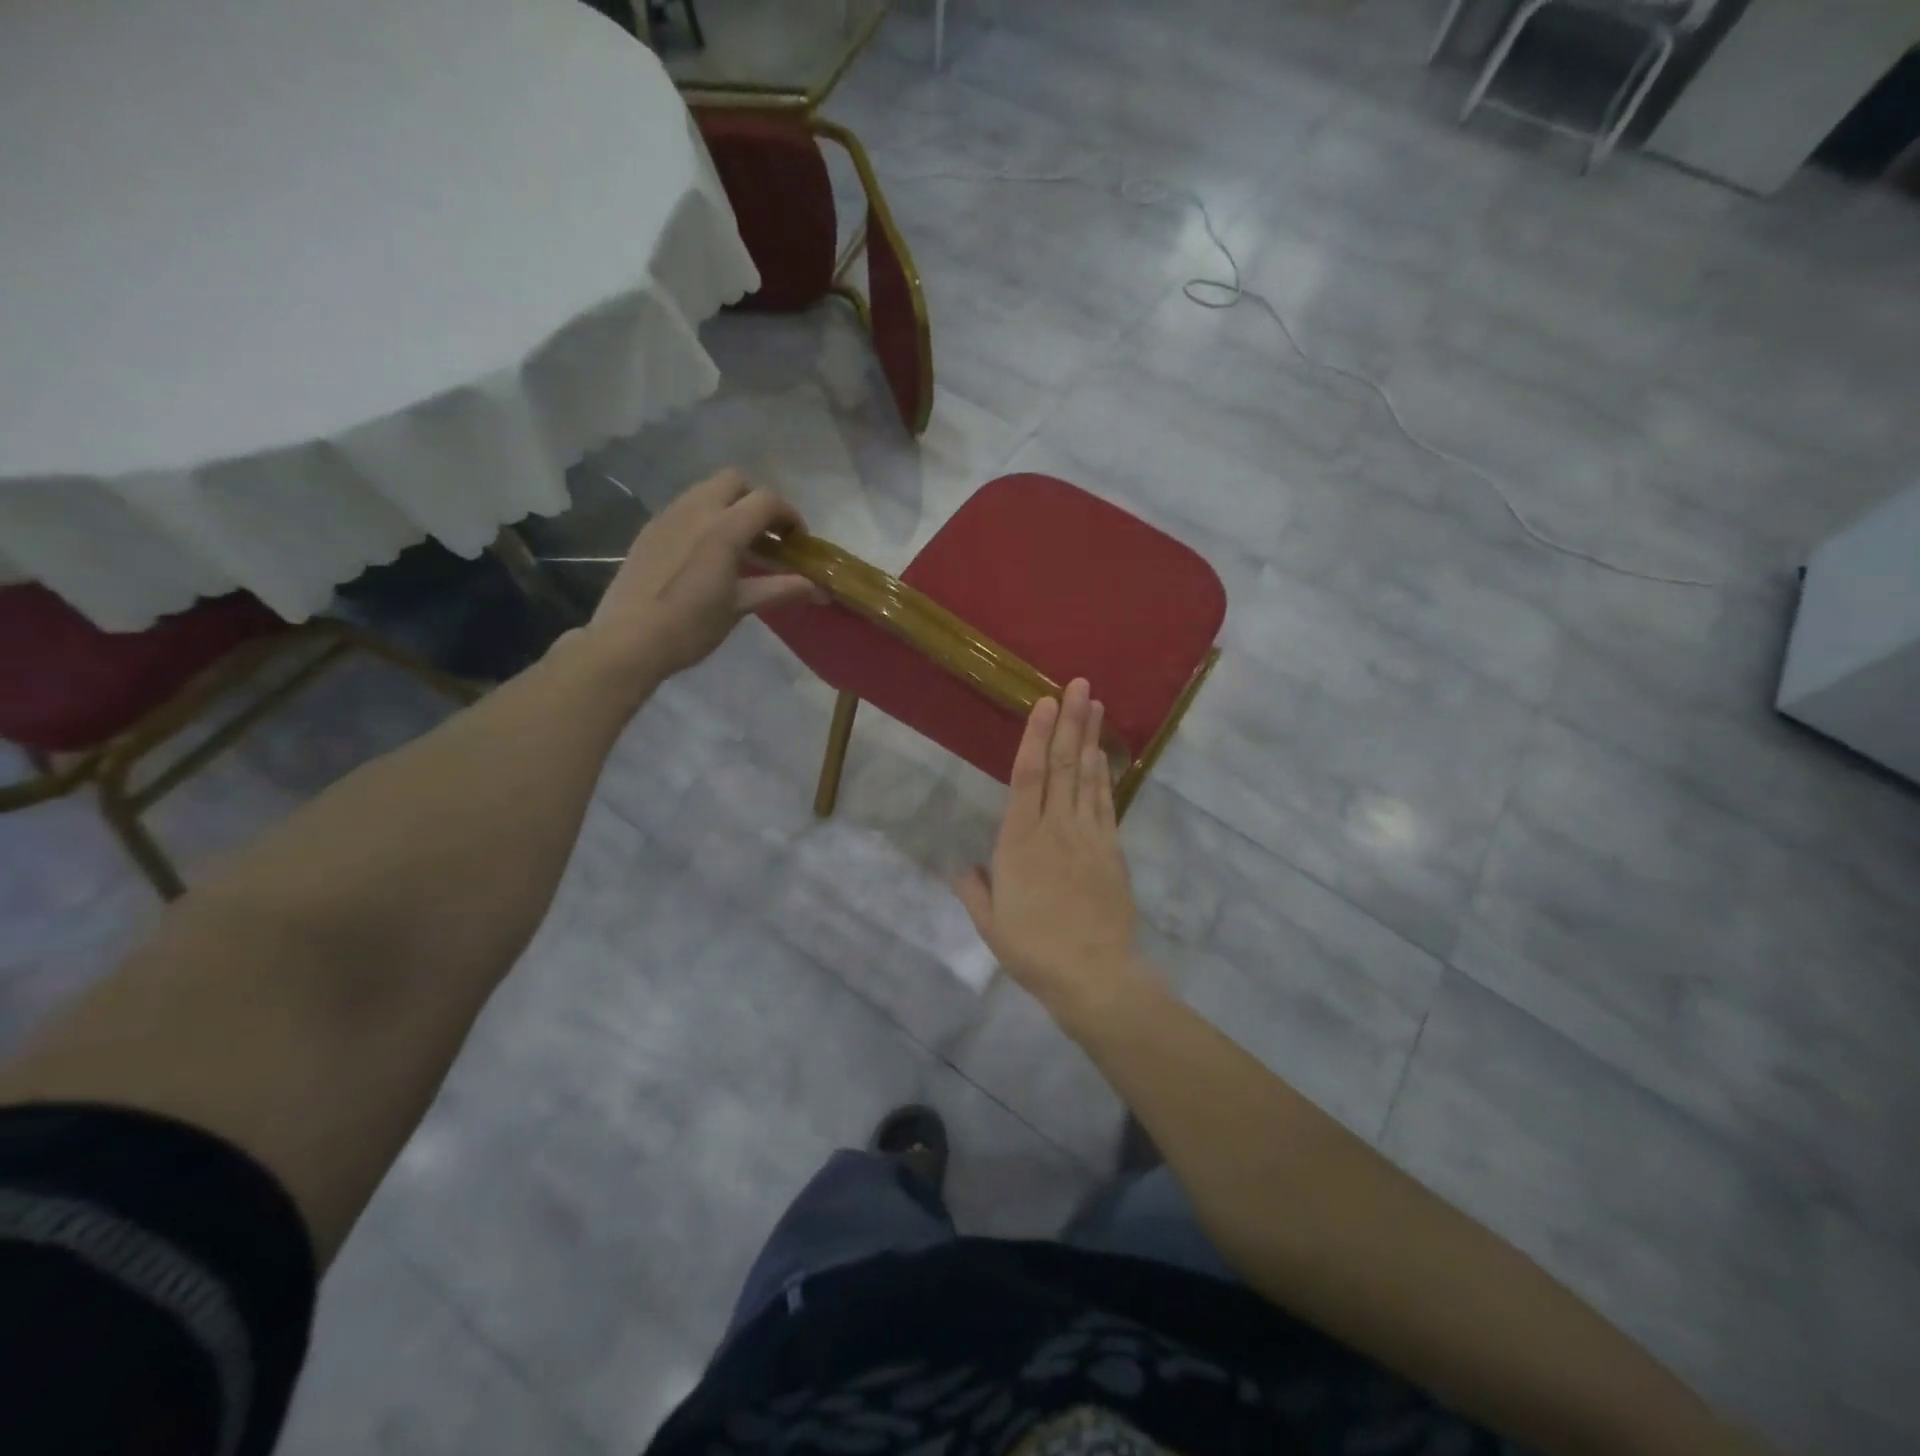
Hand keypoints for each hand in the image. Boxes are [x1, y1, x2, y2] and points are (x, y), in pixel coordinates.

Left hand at [583, 469, 818, 681]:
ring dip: (731, 507)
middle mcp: (695, 511)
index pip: (766, 501)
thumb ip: (780, 589)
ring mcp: (668, 516)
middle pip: (735, 481)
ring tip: (740, 545)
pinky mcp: (650, 530)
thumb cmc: (690, 626)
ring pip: (707, 491)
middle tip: (768, 535)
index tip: (798, 542)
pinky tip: (708, 554)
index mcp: (722, 528)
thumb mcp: (739, 607)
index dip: (790, 516)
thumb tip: (818, 588)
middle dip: (758, 501)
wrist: (628, 640)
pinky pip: (685, 508)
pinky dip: (707, 518)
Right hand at [955, 679, 1151, 1021]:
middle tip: (1079, 684)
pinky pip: (1105, 803)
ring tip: (1095, 703)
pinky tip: (1103, 755)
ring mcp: (1088, 836)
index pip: (1026, 776)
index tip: (1043, 703)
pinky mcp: (1112, 850)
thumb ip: (974, 890)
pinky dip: (1104, 775)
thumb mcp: (990, 924)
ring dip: (1090, 738)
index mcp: (1019, 841)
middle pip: (1062, 765)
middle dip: (1069, 721)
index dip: (1035, 736)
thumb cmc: (1033, 949)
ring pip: (1087, 777)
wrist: (1093, 974)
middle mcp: (1055, 827)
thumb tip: (962, 868)